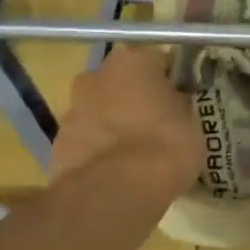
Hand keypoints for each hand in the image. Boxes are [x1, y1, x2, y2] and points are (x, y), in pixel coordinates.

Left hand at [49, 46, 199, 198]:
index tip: (180, 102)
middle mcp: (97, 74)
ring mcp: (72, 107)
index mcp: (133, 60)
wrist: (114, 189)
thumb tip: (173, 102)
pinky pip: (86, 138)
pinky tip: (114, 172)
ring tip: (134, 154)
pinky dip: (98, 149)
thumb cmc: (163, 146)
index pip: (157, 61)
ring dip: (113, 123)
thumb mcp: (191, 123)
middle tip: (156, 125)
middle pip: (121, 82)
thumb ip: (179, 104)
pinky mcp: (58, 141)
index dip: (170, 81)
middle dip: (135, 98)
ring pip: (100, 109)